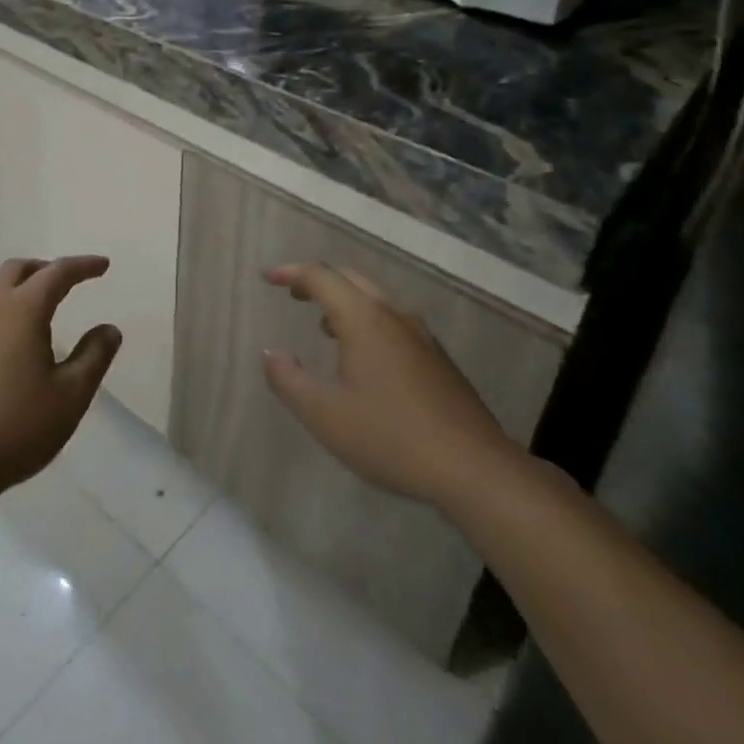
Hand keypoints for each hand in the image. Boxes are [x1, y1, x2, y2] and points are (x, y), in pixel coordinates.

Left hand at [0, 257, 120, 508]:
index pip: (57, 273)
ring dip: (23, 288)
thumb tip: (109, 329)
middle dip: (47, 269)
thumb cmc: (15, 427)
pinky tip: (16, 344)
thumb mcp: (70, 396)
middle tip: (70, 282)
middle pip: (18, 269)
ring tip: (46, 312)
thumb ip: (94, 357)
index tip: (103, 265)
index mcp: (21, 310)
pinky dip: (6, 311)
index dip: (83, 266)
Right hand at [261, 263, 518, 508]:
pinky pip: (393, 321)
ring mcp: (421, 336)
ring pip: (376, 299)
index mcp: (363, 319)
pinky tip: (364, 358)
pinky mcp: (439, 360)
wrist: (476, 470)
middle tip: (293, 294)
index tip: (267, 278)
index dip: (291, 273)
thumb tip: (271, 354)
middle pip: (351, 279)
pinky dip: (368, 321)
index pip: (321, 277)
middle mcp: (393, 316)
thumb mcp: (324, 414)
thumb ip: (288, 380)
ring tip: (325, 326)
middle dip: (318, 280)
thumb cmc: (391, 437)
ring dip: (345, 301)